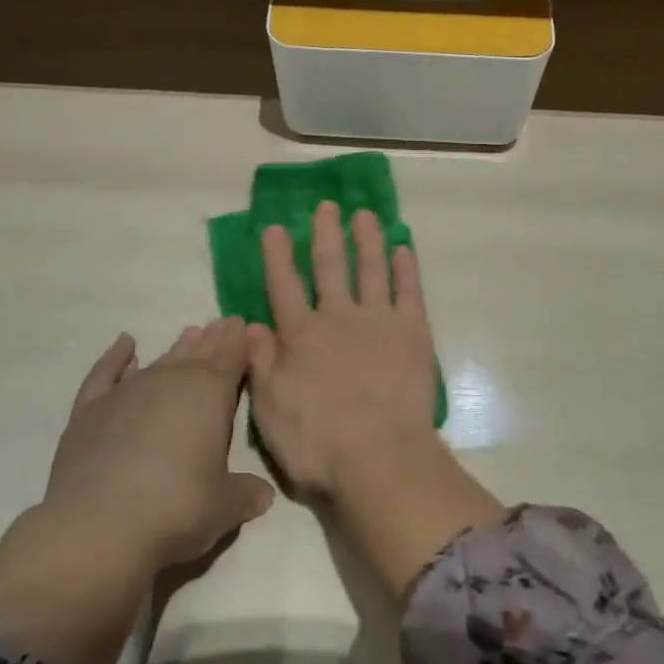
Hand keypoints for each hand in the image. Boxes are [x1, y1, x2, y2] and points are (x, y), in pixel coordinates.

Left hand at [0, 321, 273, 663]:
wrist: (97, 527)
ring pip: (161, 359)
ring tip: (189, 334)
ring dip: (178, 347)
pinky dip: (116, 357)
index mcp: (210, 392)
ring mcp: (128, 391)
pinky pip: (106, 372)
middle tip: (221, 324)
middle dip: (212, 339)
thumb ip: (246, 493)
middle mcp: (171, 379)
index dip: (239, 339)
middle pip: (198, 352)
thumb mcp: (225, 506)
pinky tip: (125, 345)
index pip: (231, 354)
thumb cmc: (176, 509)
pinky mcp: (90, 409)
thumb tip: (263, 493)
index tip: (243, 324)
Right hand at [247, 202, 437, 499]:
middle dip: (325, 233)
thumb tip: (250, 325)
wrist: (379, 458)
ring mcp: (378, 320)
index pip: (283, 285)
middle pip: (330, 265)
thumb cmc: (317, 441)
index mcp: (301, 335)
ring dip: (367, 239)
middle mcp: (338, 317)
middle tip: (326, 205)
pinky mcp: (413, 332)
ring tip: (365, 214)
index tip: (275, 226)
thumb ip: (260, 363)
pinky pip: (409, 290)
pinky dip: (406, 268)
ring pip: (371, 268)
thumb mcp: (270, 408)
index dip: (277, 255)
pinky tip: (404, 249)